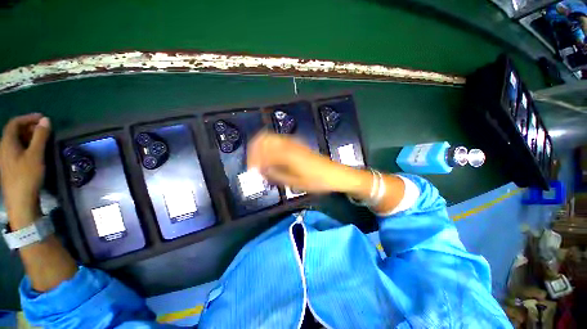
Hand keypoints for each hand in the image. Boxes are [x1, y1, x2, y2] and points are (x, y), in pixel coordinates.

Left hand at [0, 114, 50, 228]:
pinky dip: (27, 146)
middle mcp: (4, 148)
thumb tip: (46, 120)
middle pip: (15, 131)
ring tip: (43, 140)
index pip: (15, 123)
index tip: (43, 119)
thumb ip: (40, 136)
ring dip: (29, 137)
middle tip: (45, 130)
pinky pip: (18, 150)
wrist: (20, 201)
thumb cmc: (27, 176)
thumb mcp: (35, 155)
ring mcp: (6, 158)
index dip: (28, 118)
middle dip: (30, 127)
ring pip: (17, 141)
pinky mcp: (11, 166)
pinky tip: (36, 151)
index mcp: (7, 143)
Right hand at [247, 131, 363, 193]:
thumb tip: (261, 170)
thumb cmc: (316, 181)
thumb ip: (275, 175)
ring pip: (272, 138)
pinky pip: (281, 141)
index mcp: (287, 154)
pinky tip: (273, 158)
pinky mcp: (299, 144)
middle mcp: (289, 144)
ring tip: (262, 161)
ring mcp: (295, 142)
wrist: (335, 175)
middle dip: (255, 149)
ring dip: (263, 147)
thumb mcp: (295, 183)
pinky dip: (272, 147)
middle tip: (254, 163)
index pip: (263, 151)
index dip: (253, 160)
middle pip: (265, 138)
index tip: (252, 170)